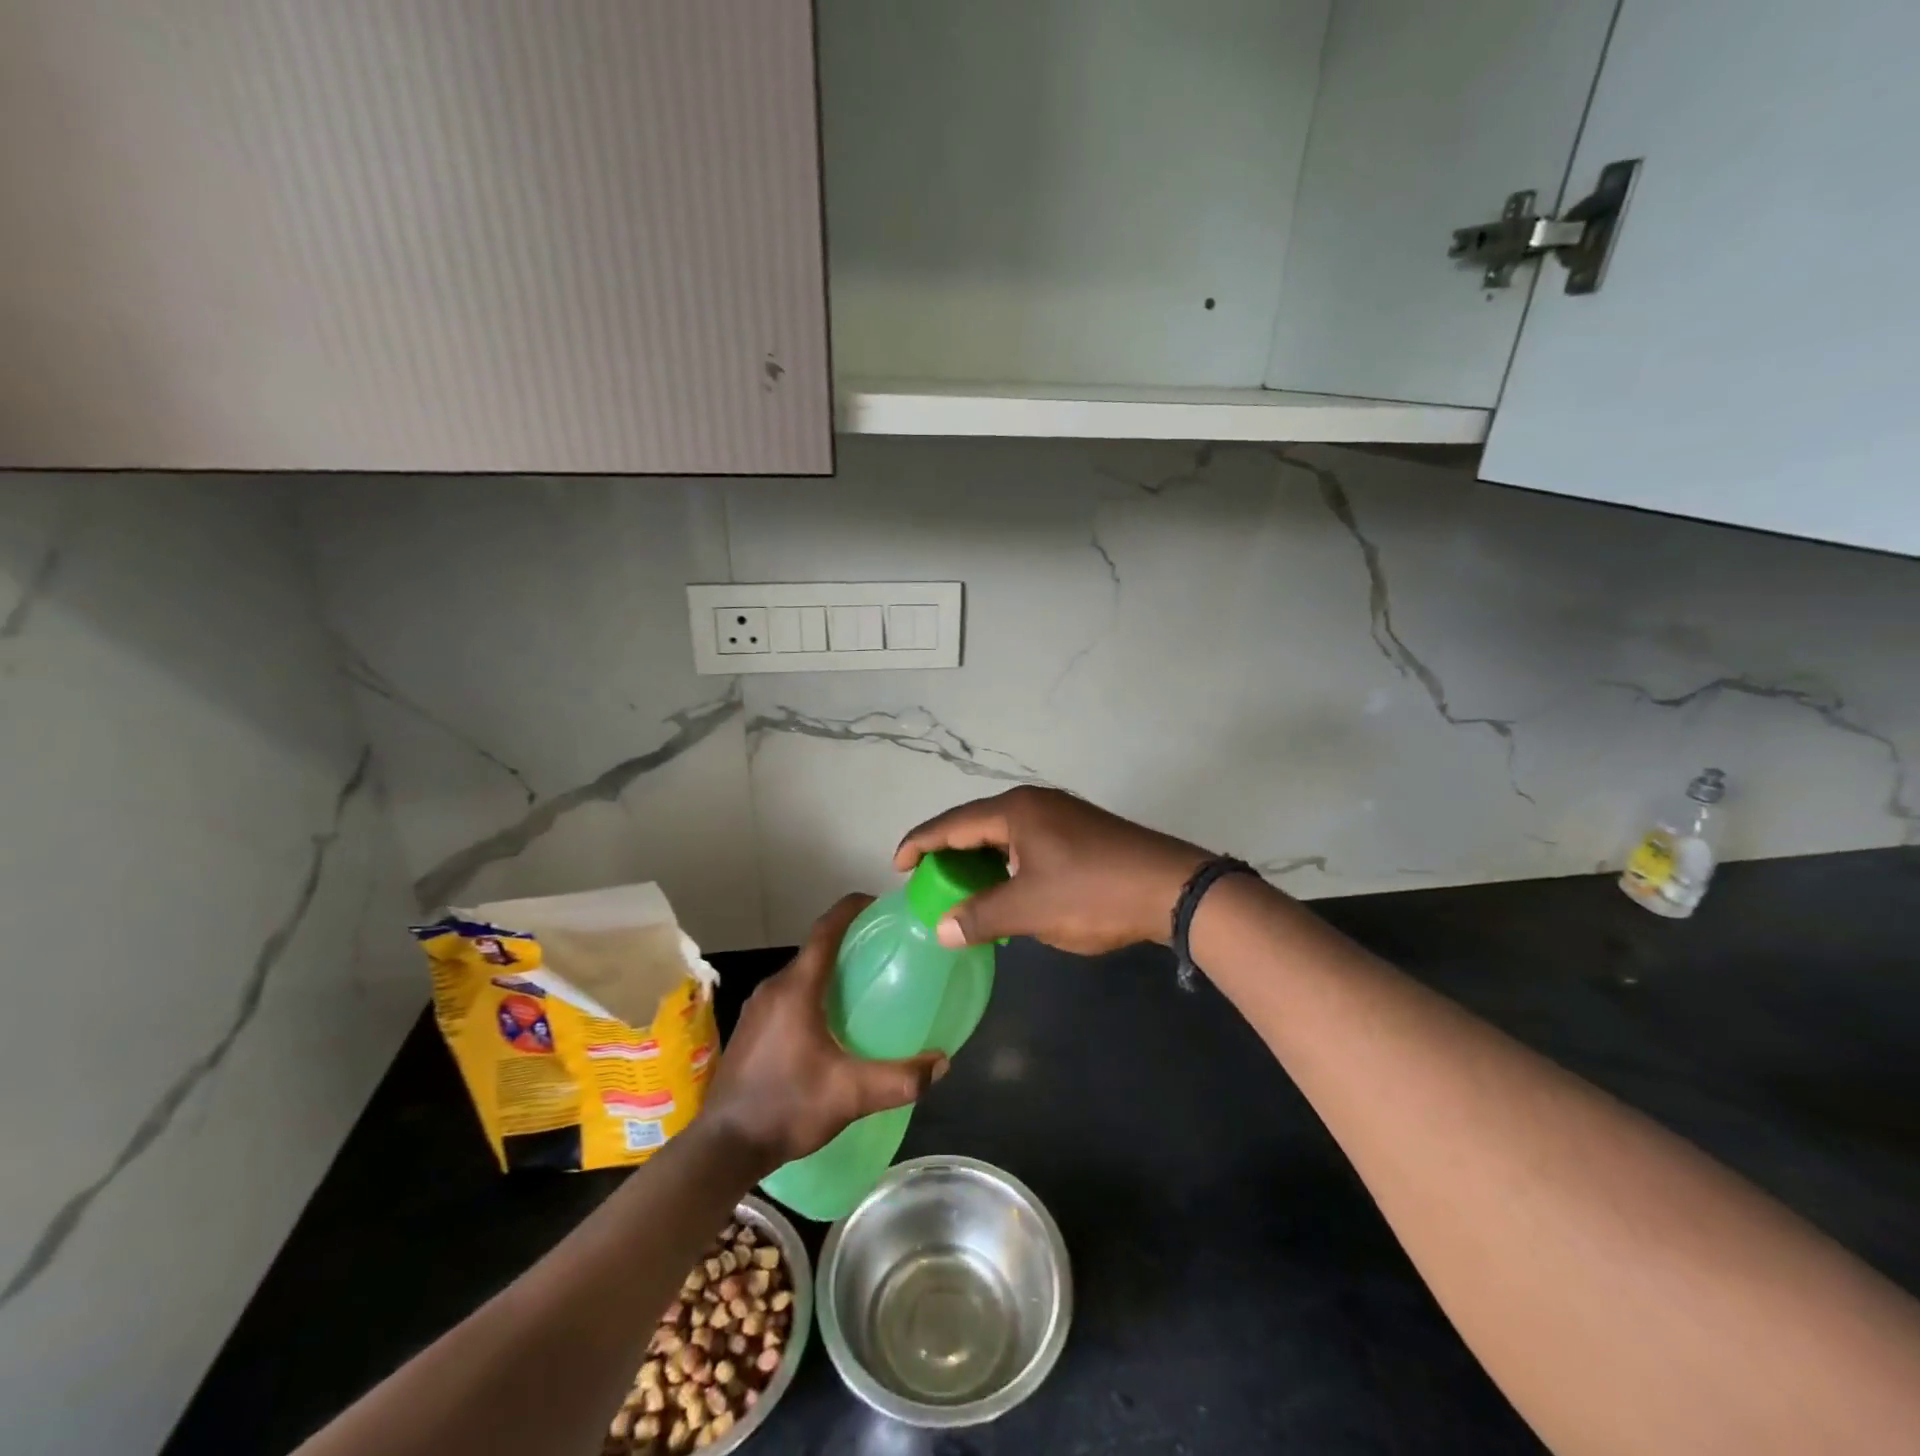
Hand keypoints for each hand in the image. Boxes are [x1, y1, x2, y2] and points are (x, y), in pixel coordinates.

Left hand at [701, 895, 947, 1166]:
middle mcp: (774, 987)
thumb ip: (900, 1079)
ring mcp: (758, 1008)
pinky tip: (833, 1021)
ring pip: (802, 973)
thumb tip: (941, 1063)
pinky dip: (814, 991)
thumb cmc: (787, 1106)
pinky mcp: (752, 1028)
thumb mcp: (851, 1095)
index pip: (826, 929)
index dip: (852, 908)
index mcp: (796, 988)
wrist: (724, 1147)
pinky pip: (789, 994)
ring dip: (831, 969)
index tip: (881, 904)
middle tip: (886, 950)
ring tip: (866, 984)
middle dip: (850, 941)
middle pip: (816, 949)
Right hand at [894, 786, 1210, 954]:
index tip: (896, 866)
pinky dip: (1007, 866)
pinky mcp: (1081, 833)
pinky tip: (1007, 891)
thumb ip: (980, 917)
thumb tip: (941, 929)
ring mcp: (1061, 816)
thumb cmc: (1092, 893)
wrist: (1171, 888)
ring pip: (1004, 836)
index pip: (952, 823)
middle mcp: (1035, 803)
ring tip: (961, 891)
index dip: (919, 844)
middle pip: (976, 824)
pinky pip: (1028, 845)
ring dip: (980, 862)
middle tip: (927, 883)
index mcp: (1015, 811)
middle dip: (949, 854)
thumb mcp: (1029, 910)